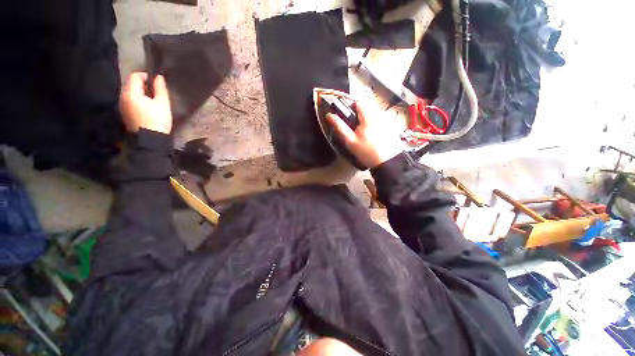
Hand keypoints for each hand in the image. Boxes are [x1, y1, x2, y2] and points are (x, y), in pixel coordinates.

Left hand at [119, 72, 171, 133]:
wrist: (150, 140)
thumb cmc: (158, 120)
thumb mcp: (163, 104)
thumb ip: (160, 89)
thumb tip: (159, 77)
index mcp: (131, 93)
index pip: (135, 76)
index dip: (145, 76)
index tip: (156, 82)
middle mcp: (123, 97)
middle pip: (130, 84)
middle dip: (142, 84)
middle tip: (155, 91)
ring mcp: (122, 105)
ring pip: (129, 92)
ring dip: (139, 92)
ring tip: (152, 99)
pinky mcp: (124, 113)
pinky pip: (129, 100)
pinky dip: (136, 99)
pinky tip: (146, 106)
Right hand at [327, 102, 402, 167]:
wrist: (387, 162)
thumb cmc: (367, 152)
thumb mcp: (350, 141)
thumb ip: (340, 127)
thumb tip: (329, 116)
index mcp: (368, 116)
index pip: (358, 102)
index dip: (350, 107)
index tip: (347, 116)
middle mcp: (379, 114)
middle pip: (366, 107)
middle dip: (359, 114)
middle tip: (354, 128)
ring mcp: (387, 120)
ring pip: (373, 113)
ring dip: (367, 119)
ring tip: (364, 133)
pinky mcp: (391, 126)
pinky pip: (380, 120)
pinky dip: (375, 124)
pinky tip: (373, 136)